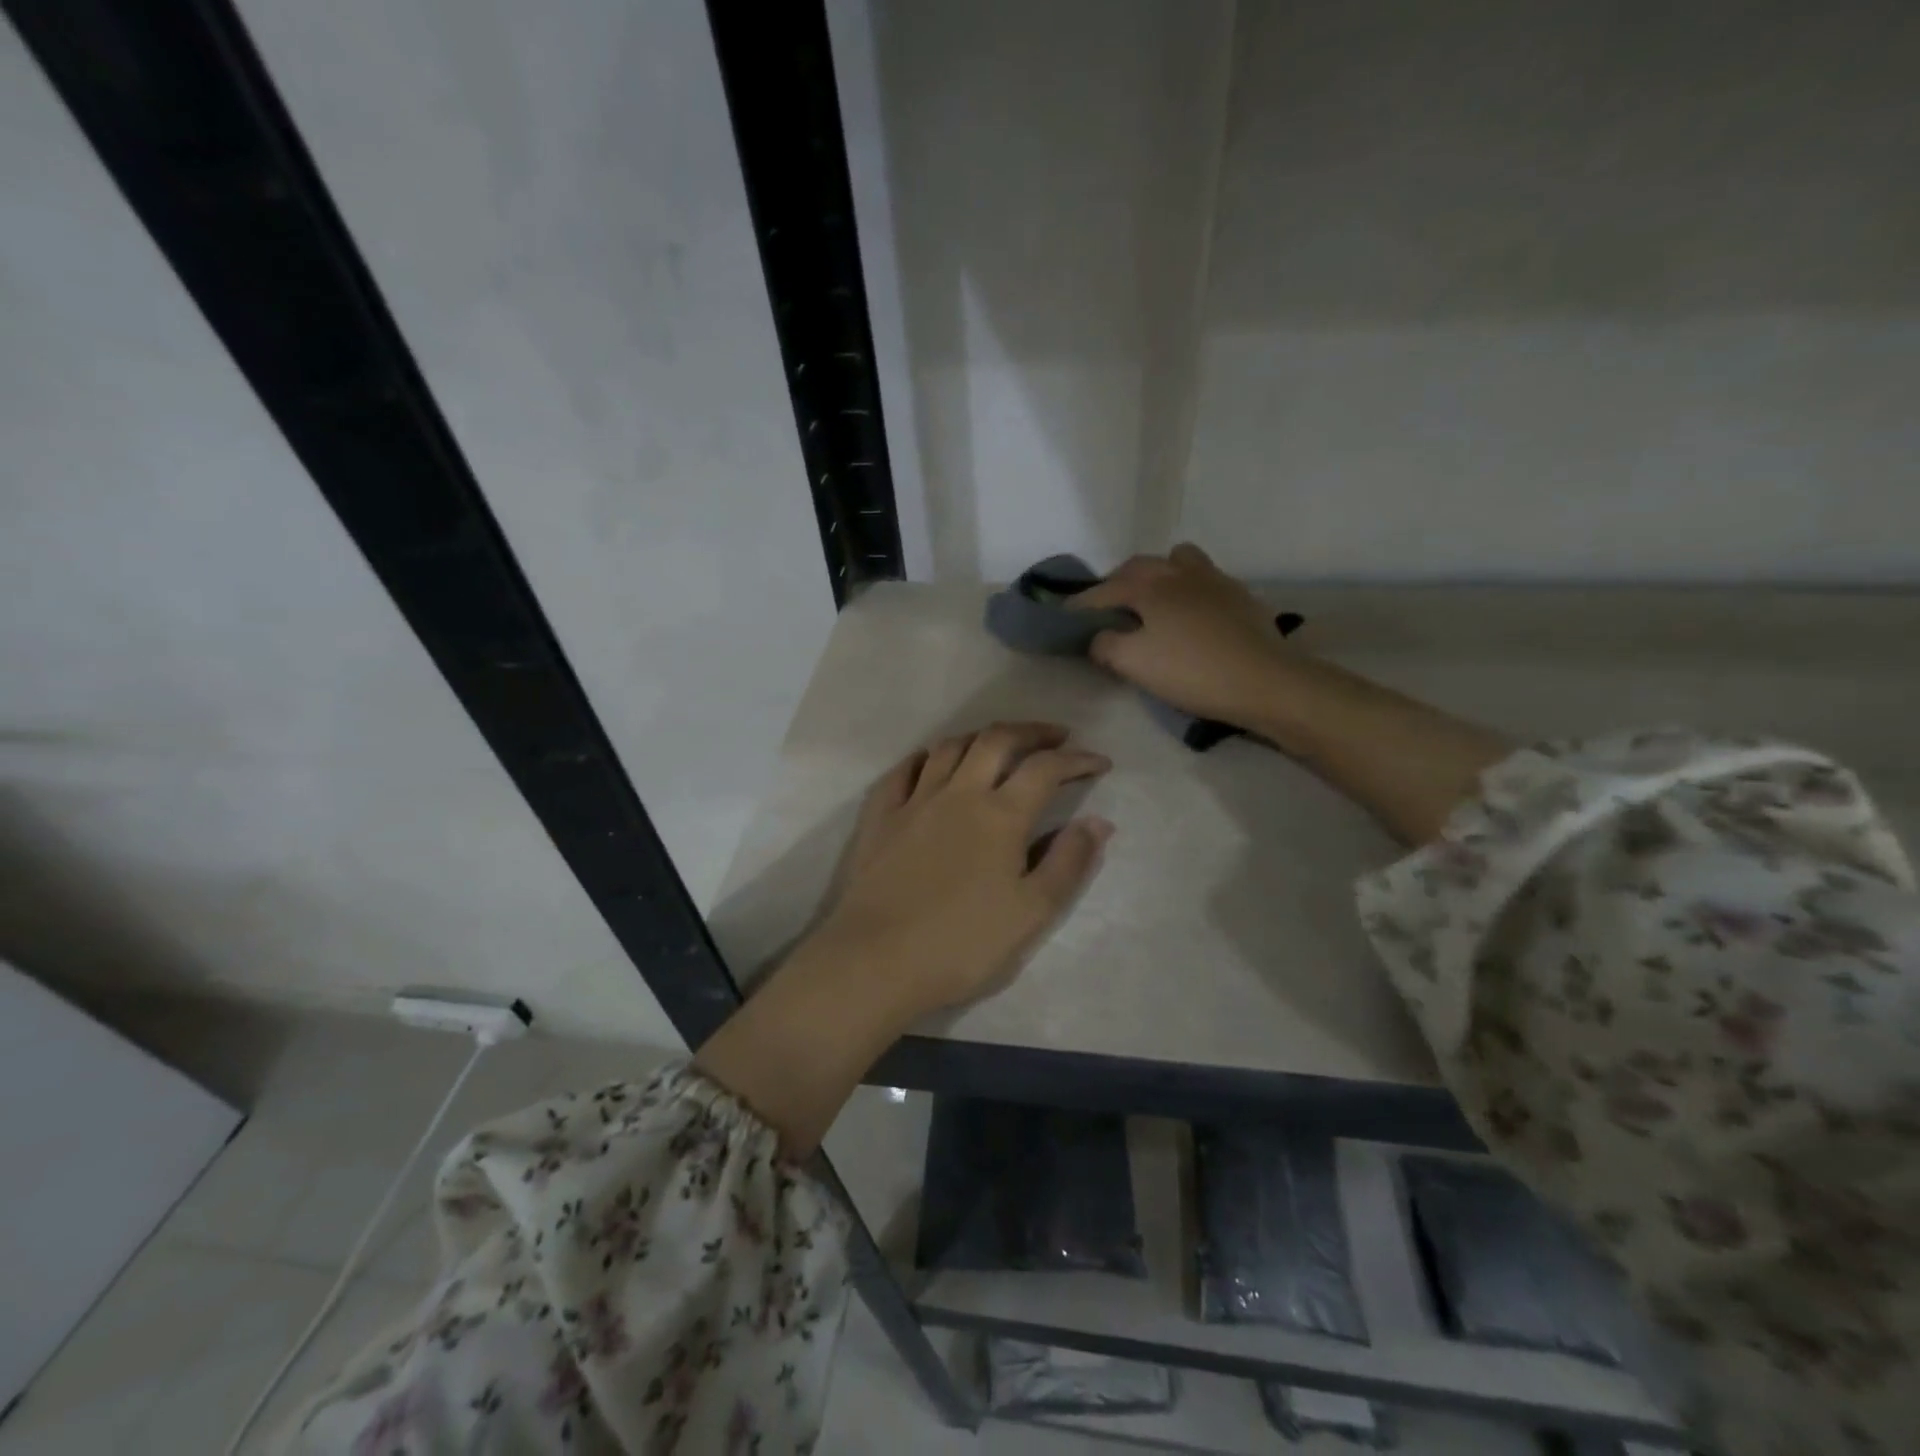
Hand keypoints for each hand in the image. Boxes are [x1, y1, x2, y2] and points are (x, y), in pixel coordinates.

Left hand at [816, 721, 1113, 1015]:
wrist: (876, 960)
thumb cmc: (962, 943)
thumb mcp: (1032, 913)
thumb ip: (1069, 863)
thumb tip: (1098, 822)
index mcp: (1001, 815)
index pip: (1046, 769)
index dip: (1077, 759)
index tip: (1099, 762)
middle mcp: (959, 794)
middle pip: (997, 740)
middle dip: (1032, 731)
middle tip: (1056, 736)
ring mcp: (914, 801)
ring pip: (949, 748)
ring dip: (981, 737)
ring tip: (998, 745)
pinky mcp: (880, 817)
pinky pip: (903, 771)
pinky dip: (924, 758)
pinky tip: (930, 764)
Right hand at [1070, 543, 1294, 731]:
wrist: (1265, 680)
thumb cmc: (1192, 672)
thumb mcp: (1134, 664)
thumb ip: (1106, 645)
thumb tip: (1098, 636)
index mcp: (1150, 587)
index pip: (1104, 590)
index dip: (1081, 604)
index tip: (1066, 616)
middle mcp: (1179, 573)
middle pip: (1139, 566)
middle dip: (1117, 582)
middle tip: (1106, 608)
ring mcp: (1214, 580)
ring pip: (1177, 561)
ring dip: (1158, 574)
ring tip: (1153, 600)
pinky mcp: (1239, 595)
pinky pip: (1204, 578)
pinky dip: (1188, 588)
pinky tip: (1191, 614)